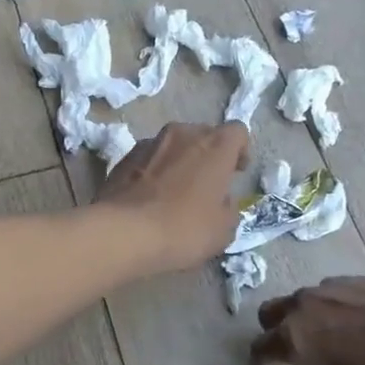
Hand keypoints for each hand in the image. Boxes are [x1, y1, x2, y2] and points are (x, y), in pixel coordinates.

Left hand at [98, 122, 250, 273]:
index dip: (240, 150)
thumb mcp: (223, 229)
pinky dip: (154, 170)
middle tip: (207, 183)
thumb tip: (221, 201)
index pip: (237, 131)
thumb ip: (229, 208)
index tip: (236, 172)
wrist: (124, 232)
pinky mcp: (124, 157)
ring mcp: (149, 143)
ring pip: (173, 144)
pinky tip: (151, 196)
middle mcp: (182, 134)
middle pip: (203, 134)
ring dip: (179, 160)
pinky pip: (149, 158)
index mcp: (214, 145)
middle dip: (208, 154)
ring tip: (176, 190)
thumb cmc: (184, 228)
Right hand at [250, 276, 364, 364]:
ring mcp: (326, 287)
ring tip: (340, 345)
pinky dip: (329, 312)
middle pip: (268, 317)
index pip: (258, 351)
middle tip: (306, 361)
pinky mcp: (351, 277)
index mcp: (294, 337)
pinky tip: (363, 330)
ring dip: (304, 323)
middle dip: (277, 339)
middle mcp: (301, 305)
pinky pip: (325, 296)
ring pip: (298, 303)